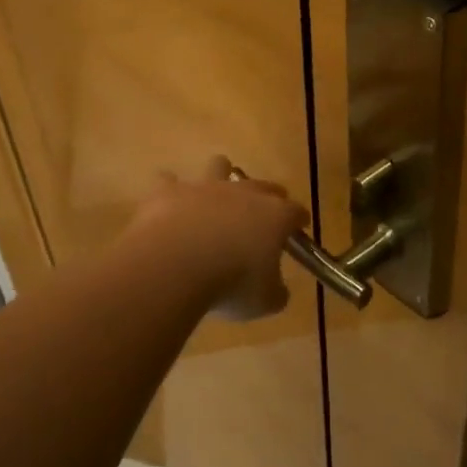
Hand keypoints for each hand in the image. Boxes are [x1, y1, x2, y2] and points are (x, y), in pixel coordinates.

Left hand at [127, 157, 308, 320]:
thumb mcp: (264, 301)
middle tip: (264, 213)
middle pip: (262, 185)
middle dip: (267, 195)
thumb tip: (277, 290)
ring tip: (215, 193)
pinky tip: (167, 203)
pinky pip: (169, 181)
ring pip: (219, 166)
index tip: (299, 226)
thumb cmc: (231, 284)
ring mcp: (204, 187)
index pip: (295, 212)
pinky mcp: (168, 191)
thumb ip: (275, 292)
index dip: (298, 219)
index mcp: (274, 216)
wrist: (175, 265)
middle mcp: (242, 193)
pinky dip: (170, 190)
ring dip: (220, 175)